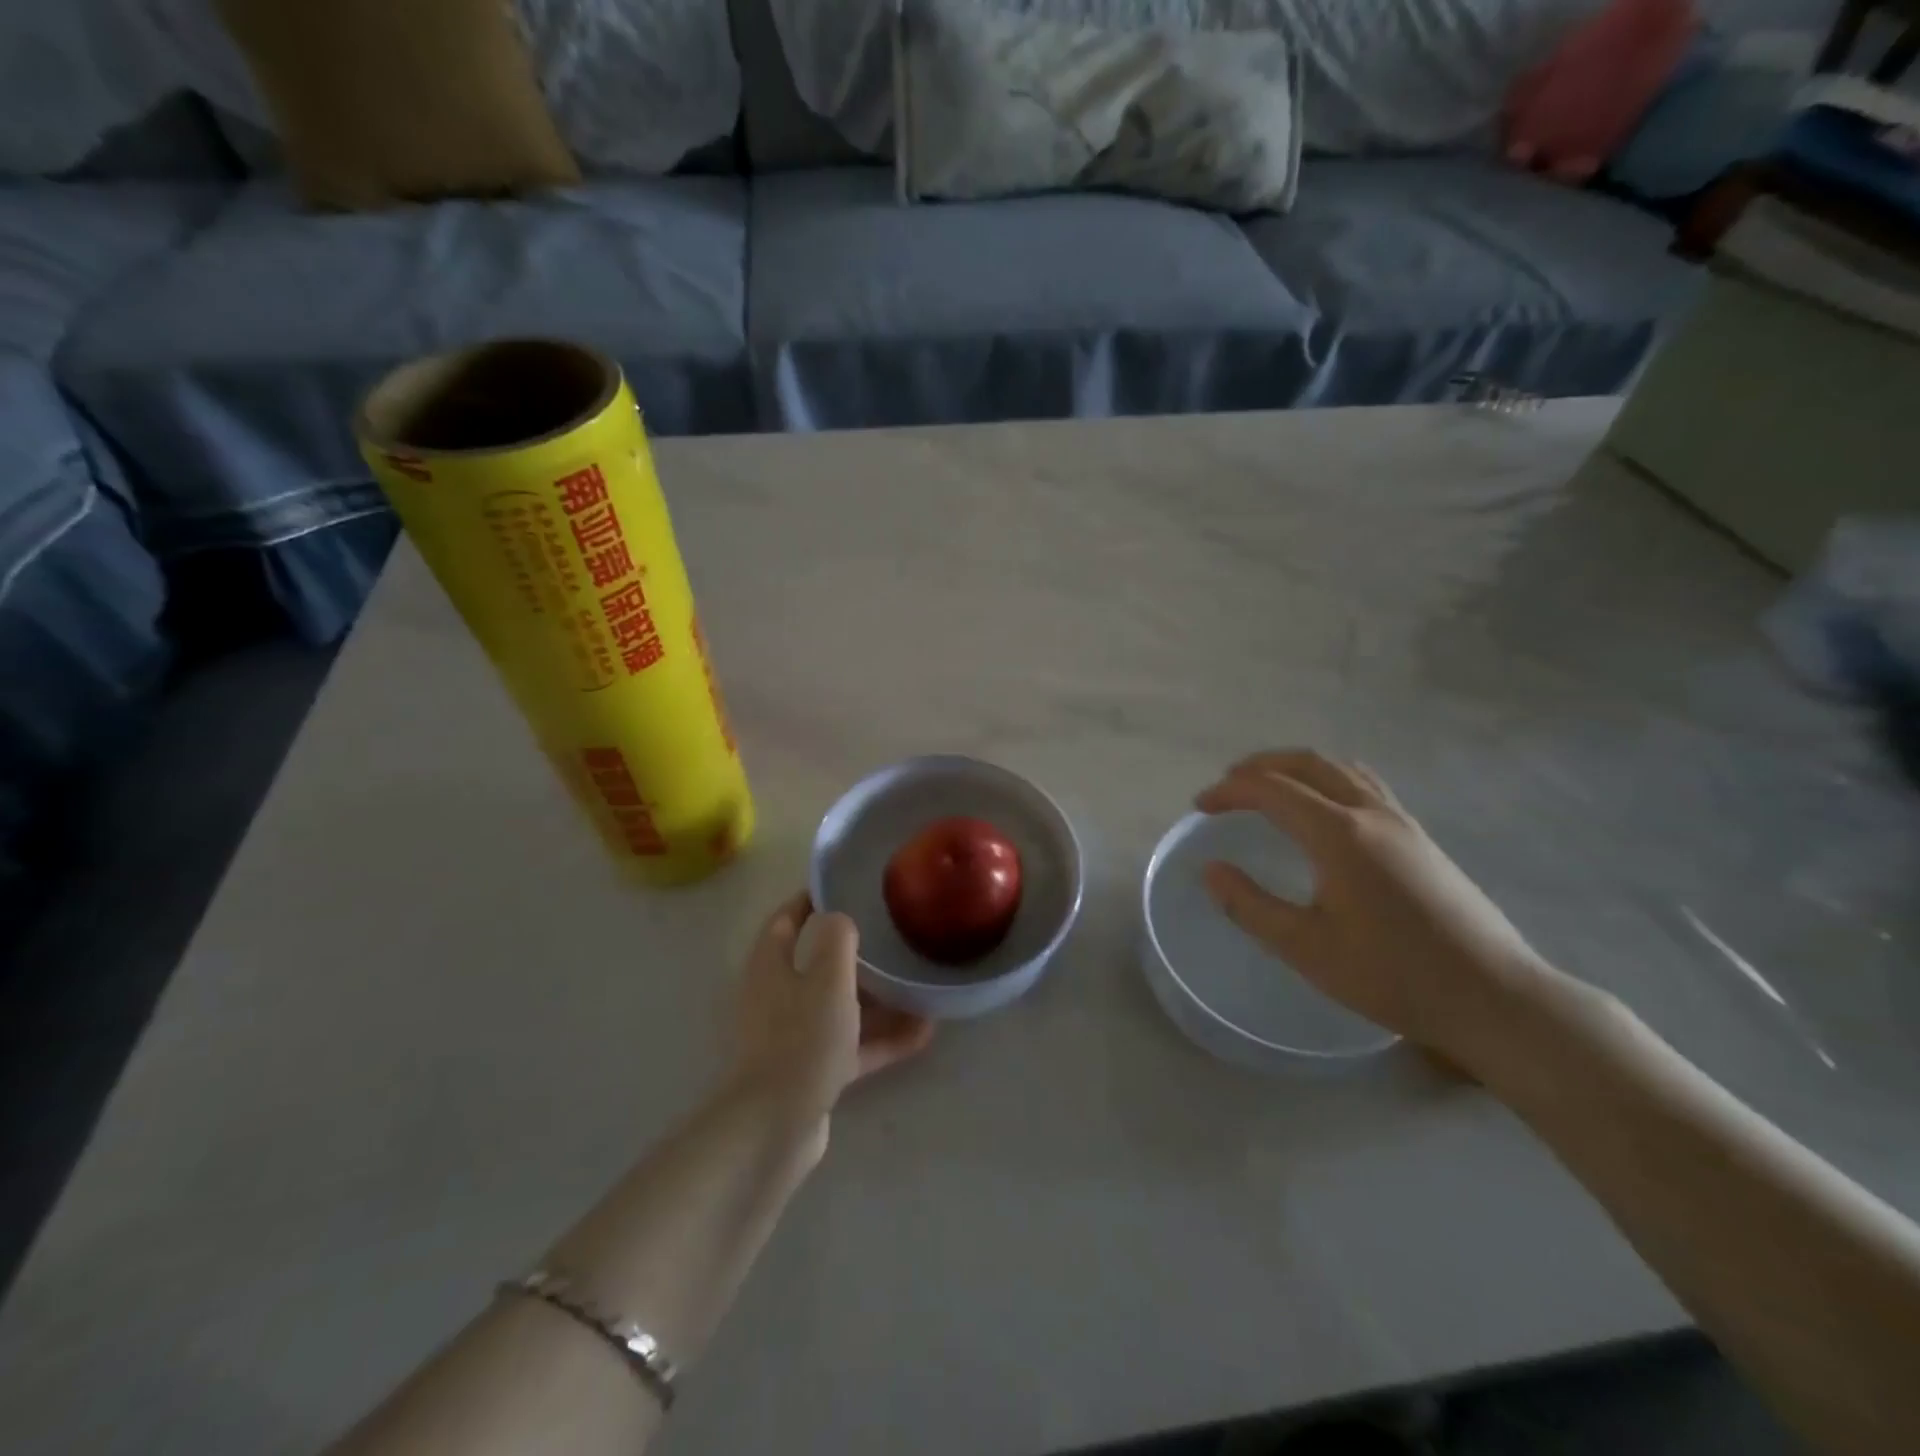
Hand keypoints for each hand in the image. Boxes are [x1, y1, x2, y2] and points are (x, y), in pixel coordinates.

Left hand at [729, 891, 933, 1142]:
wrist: (775, 1127)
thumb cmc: (801, 1039)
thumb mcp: (827, 978)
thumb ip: (837, 939)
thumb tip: (839, 917)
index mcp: (771, 966)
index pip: (786, 919)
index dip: (810, 899)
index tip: (843, 886)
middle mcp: (777, 997)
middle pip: (815, 963)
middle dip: (853, 951)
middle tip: (891, 935)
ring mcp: (793, 1036)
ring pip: (839, 1006)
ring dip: (876, 998)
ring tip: (917, 985)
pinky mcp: (811, 1071)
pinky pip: (851, 1045)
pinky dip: (881, 1038)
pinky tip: (922, 1033)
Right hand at [1197, 750, 1564, 1066]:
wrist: (1495, 998)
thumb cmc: (1393, 976)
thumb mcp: (1306, 949)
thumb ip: (1250, 906)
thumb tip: (1210, 871)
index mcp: (1339, 835)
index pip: (1271, 789)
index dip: (1229, 791)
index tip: (1200, 806)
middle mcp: (1371, 814)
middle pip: (1308, 763)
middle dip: (1260, 766)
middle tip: (1227, 785)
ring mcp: (1403, 822)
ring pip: (1341, 769)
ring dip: (1297, 767)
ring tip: (1270, 786)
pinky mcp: (1422, 839)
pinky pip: (1365, 785)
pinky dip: (1328, 780)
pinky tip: (1325, 810)